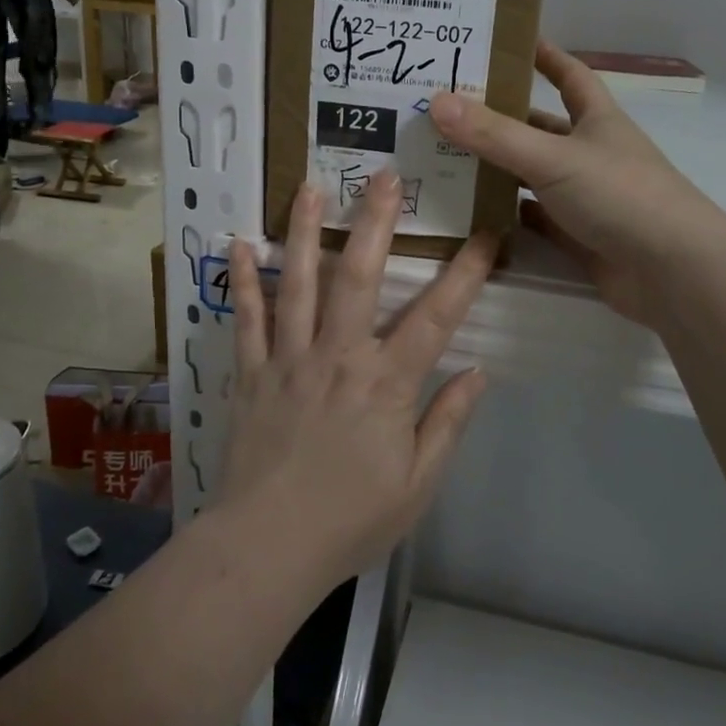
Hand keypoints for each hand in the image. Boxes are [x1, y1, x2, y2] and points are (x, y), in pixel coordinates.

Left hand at [218, 171, 495, 591]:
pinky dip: (244, 281)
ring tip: (310, 186)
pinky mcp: (251, 372)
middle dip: (375, 222)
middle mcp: (338, 356)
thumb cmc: (351, 520)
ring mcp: (289, 359)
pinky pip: (246, 319)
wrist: (268, 549)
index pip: (436, 317)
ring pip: (298, 283)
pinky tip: (240, 244)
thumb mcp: (418, 485)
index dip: (464, 274)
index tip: (485, 235)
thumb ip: (447, 423)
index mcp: (385, 384)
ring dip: (306, 231)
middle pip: (359, 277)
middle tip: (385, 176)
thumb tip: (478, 372)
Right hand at [429, 41, 713, 325]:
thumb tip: (437, 101)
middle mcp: (590, 152)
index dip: (545, 56)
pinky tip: (469, 208)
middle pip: (540, 126)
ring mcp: (584, 196)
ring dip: (497, 166)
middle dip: (501, 116)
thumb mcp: (553, 157)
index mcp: (596, 120)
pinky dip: (506, 212)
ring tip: (444, 155)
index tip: (509, 42)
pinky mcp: (577, 235)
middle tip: (448, 108)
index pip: (570, 76)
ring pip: (532, 173)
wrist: (672, 271)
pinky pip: (533, 216)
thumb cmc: (619, 195)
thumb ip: (494, 134)